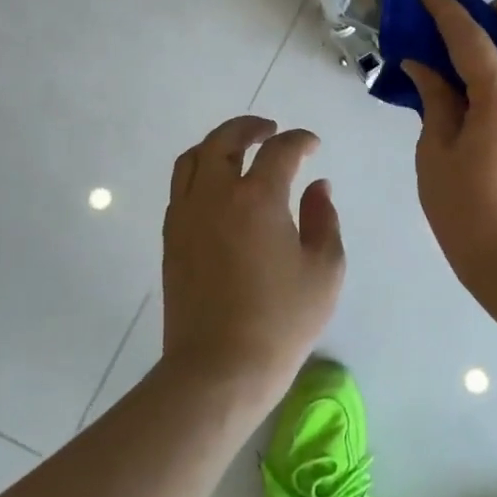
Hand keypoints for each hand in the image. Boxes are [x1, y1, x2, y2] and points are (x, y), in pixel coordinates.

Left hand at [161, 116, 344, 404]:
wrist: (218, 369)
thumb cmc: (281, 320)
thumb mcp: (324, 269)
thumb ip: (323, 219)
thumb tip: (317, 187)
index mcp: (257, 198)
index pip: (279, 150)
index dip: (300, 141)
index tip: (313, 146)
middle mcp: (215, 195)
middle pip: (225, 140)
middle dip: (251, 127)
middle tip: (271, 130)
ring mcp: (186, 216)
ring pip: (193, 159)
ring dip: (218, 144)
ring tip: (240, 150)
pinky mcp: (171, 239)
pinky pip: (181, 187)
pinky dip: (201, 172)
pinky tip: (219, 188)